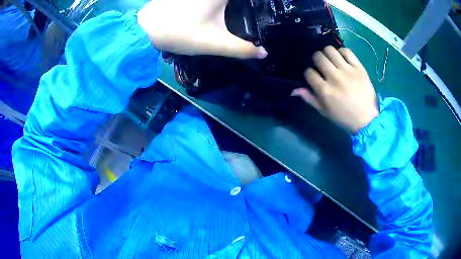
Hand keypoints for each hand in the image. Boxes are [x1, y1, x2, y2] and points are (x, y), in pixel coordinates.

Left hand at [137, 0, 267, 58]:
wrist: (145, 29)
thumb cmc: (180, 33)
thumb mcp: (215, 43)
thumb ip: (242, 49)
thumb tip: (264, 53)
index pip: (250, 1)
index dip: (254, 6)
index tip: (260, 12)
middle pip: (234, 2)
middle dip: (242, 8)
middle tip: (248, 16)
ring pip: (220, 2)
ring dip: (228, 8)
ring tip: (236, 15)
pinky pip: (210, 1)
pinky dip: (218, 5)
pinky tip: (218, 13)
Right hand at [292, 46, 378, 133]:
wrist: (367, 119)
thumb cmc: (344, 117)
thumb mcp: (324, 111)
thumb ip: (309, 98)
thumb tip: (294, 89)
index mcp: (325, 91)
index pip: (308, 72)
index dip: (308, 73)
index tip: (313, 76)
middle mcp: (335, 78)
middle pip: (318, 57)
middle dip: (316, 60)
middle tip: (321, 65)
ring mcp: (348, 71)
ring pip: (330, 50)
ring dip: (327, 53)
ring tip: (331, 60)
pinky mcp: (359, 68)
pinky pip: (346, 51)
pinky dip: (342, 52)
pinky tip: (342, 59)